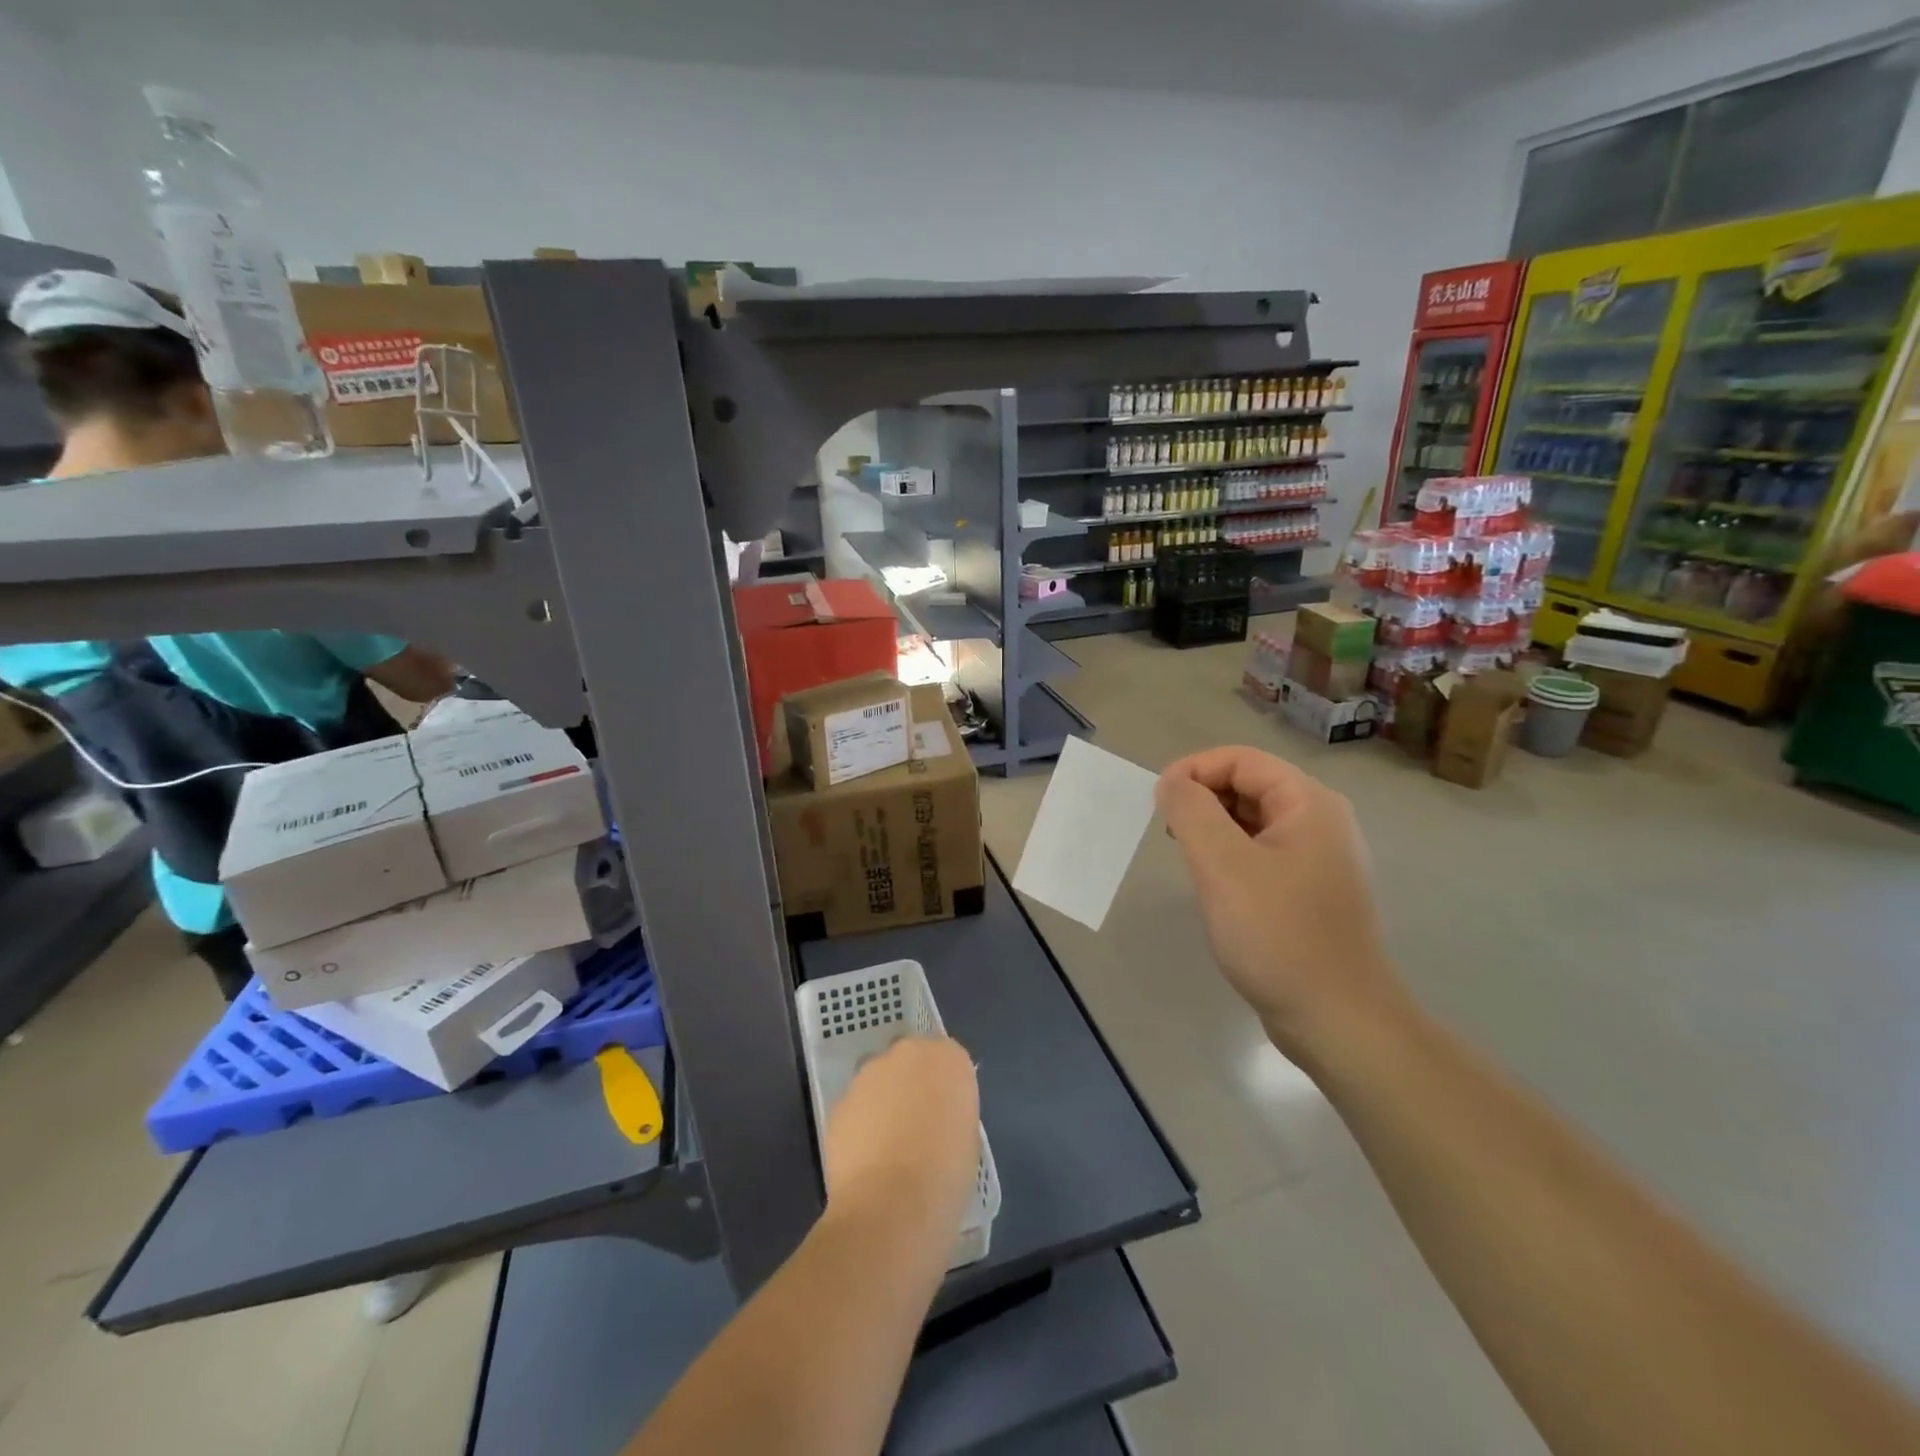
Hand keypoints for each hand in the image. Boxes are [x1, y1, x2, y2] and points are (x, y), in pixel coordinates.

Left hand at [822, 1037, 979, 1242]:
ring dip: (884, 1102)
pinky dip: (861, 1124)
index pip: (949, 1060)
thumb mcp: (968, 1138)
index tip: (946, 1116)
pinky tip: (866, 1160)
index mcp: (948, 1058)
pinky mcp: (840, 1101)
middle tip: (918, 1126)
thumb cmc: (946, 1174)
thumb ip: (951, 1112)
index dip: (946, 1089)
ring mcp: (868, 1074)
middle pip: (911, 1062)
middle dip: (912, 1086)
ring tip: (888, 1148)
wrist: (891, 1204)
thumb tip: (936, 1117)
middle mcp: (907, 1053)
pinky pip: (857, 1106)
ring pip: (879, 1081)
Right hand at [1156, 748, 1406, 1054]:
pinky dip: (1230, 856)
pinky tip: (1214, 887)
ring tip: (1188, 860)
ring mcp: (1318, 858)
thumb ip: (1191, 811)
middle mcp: (1320, 821)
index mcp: (1309, 803)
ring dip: (1213, 829)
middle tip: (1170, 835)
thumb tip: (1171, 782)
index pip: (1240, 759)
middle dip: (1202, 799)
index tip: (1157, 803)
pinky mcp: (1309, 891)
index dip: (1193, 770)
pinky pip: (1261, 853)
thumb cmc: (1278, 935)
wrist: (1338, 1020)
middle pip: (1248, 785)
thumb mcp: (1223, 866)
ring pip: (1252, 821)